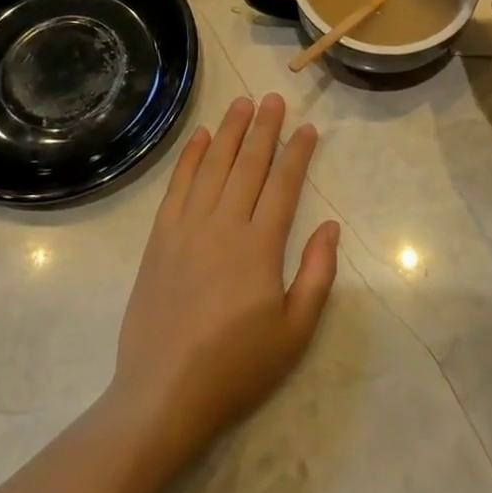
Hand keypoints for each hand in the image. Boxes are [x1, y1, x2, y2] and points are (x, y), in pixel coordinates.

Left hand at [108, 94, 338, 464]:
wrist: (163, 394)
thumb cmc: (236, 367)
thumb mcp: (295, 333)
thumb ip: (317, 275)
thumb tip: (331, 227)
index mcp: (260, 246)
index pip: (283, 184)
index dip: (297, 153)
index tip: (307, 128)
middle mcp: (224, 225)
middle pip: (248, 165)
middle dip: (264, 128)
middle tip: (274, 98)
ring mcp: (188, 228)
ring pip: (213, 166)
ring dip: (230, 132)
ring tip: (242, 104)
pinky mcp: (160, 239)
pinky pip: (177, 187)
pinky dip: (190, 158)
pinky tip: (201, 138)